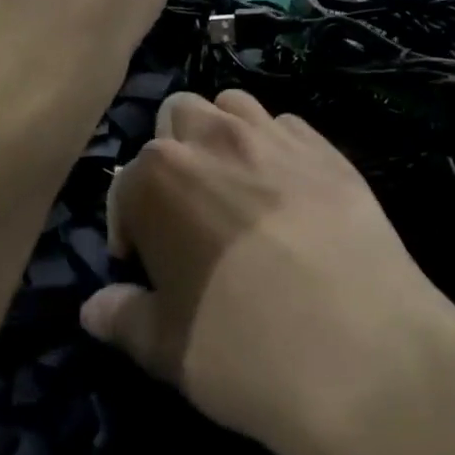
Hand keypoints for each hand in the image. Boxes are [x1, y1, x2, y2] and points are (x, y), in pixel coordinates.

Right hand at [81, 90, 454, 454]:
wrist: (361, 348)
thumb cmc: (245, 350)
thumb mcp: (168, 349)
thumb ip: (123, 318)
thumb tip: (93, 308)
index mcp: (159, 178)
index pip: (124, 184)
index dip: (128, 225)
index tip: (144, 264)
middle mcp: (212, 138)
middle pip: (177, 115)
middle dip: (173, 153)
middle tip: (187, 210)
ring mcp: (273, 135)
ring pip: (232, 105)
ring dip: (222, 134)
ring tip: (235, 187)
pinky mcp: (325, 146)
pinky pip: (287, 126)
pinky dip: (276, 146)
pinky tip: (289, 193)